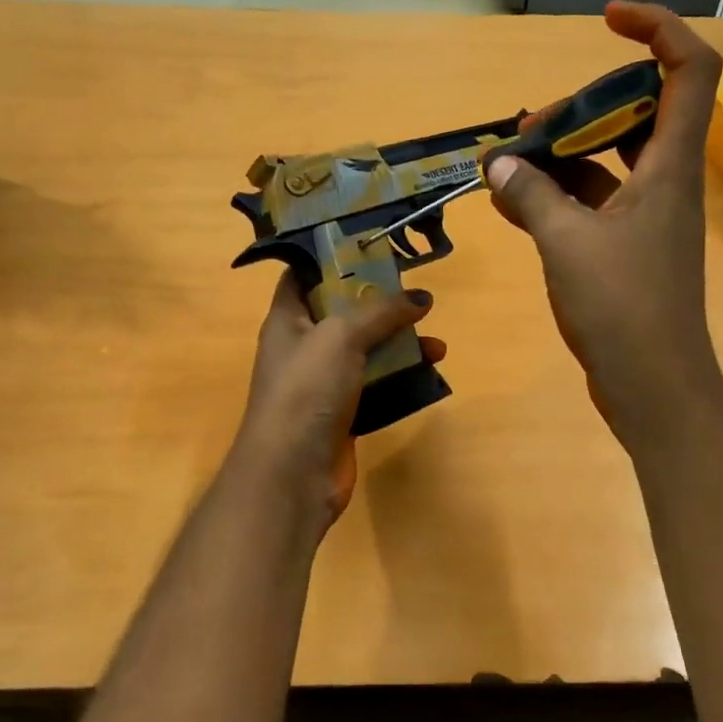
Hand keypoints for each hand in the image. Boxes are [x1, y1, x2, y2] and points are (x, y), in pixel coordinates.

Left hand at [229, 273, 443, 536]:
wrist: (293, 473)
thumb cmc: (307, 390)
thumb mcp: (341, 336)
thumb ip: (381, 311)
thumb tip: (421, 297)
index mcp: (287, 319)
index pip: (303, 276)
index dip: (332, 259)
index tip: (372, 248)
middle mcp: (304, 347)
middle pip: (343, 313)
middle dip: (380, 304)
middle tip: (416, 294)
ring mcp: (324, 383)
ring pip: (366, 351)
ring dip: (400, 343)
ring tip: (435, 340)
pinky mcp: (345, 413)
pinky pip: (377, 384)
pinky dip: (401, 377)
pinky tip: (429, 371)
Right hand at [484, 0, 722, 446]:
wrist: (653, 386)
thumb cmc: (623, 308)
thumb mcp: (567, 244)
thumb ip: (531, 196)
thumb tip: (499, 164)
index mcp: (670, 166)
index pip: (690, 69)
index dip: (658, 28)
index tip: (607, 20)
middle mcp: (665, 183)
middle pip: (636, 112)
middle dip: (582, 107)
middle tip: (531, 126)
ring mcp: (645, 219)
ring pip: (606, 162)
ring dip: (561, 155)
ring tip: (506, 162)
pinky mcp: (625, 251)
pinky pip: (590, 205)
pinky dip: (555, 197)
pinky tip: (511, 201)